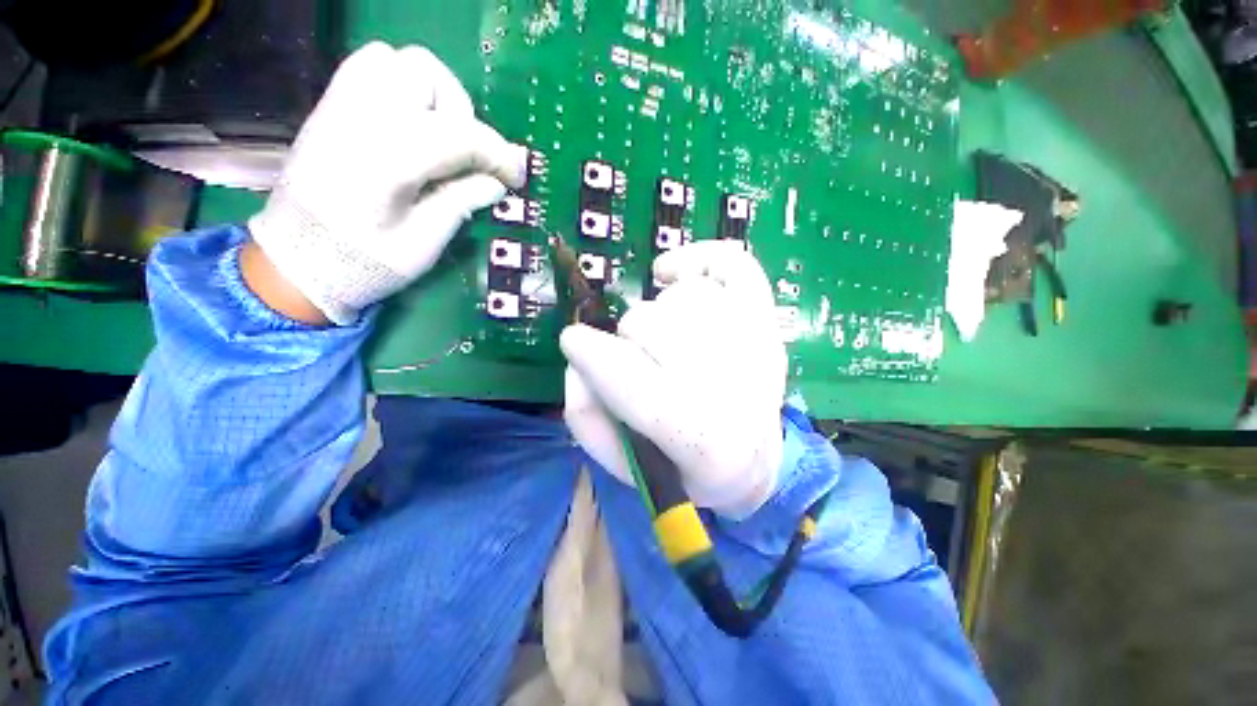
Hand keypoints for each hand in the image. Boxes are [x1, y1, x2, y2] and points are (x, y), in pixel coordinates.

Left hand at [247, 42, 527, 324]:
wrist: (297, 262)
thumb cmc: (365, 263)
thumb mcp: (424, 243)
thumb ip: (461, 203)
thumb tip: (496, 182)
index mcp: (389, 159)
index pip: (461, 135)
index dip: (499, 155)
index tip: (516, 178)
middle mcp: (361, 117)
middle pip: (428, 77)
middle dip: (462, 115)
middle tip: (469, 157)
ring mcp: (339, 106)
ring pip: (397, 61)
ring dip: (430, 93)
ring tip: (439, 136)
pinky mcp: (330, 109)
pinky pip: (369, 69)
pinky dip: (400, 87)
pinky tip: (410, 126)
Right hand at [561, 241, 787, 518]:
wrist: (752, 461)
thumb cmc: (683, 468)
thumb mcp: (623, 464)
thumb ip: (587, 416)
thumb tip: (578, 359)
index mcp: (701, 443)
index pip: (635, 383)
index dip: (592, 356)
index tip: (573, 341)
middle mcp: (738, 390)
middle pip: (655, 326)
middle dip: (630, 338)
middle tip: (637, 355)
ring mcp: (759, 345)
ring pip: (684, 295)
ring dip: (659, 313)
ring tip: (665, 337)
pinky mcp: (768, 318)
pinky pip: (733, 262)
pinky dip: (696, 257)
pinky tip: (672, 274)